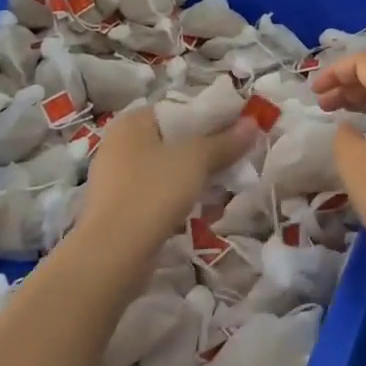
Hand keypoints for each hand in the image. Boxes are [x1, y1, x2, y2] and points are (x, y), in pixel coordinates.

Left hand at [73, 106, 254, 267]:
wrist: (112, 256)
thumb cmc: (153, 191)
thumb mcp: (196, 159)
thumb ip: (225, 141)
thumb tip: (253, 122)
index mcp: (132, 123)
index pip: (179, 109)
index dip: (211, 116)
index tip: (239, 130)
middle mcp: (120, 145)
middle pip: (174, 140)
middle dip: (207, 150)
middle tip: (237, 159)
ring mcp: (117, 179)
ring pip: (168, 169)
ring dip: (197, 176)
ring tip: (226, 186)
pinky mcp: (120, 210)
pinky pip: (159, 193)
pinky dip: (181, 197)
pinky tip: (204, 210)